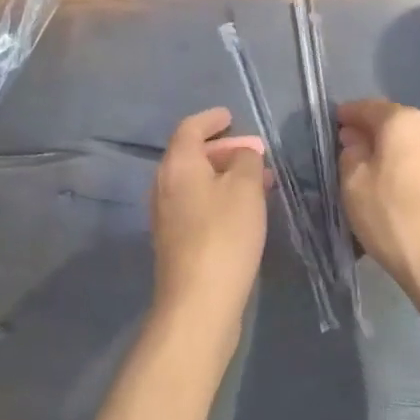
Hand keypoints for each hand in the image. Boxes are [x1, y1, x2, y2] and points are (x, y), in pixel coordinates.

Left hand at [151, 107, 268, 338]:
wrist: (198, 303)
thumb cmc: (224, 235)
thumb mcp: (245, 188)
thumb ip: (246, 160)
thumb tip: (241, 153)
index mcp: (177, 165)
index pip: (190, 128)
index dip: (211, 119)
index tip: (230, 117)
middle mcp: (164, 185)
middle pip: (190, 155)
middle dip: (221, 149)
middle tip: (250, 151)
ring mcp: (166, 215)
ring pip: (194, 182)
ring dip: (222, 175)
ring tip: (255, 179)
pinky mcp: (174, 241)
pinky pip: (196, 203)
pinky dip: (217, 196)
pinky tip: (241, 210)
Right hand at [337, 99, 419, 310]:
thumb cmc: (392, 216)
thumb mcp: (353, 182)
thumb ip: (350, 152)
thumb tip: (356, 140)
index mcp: (404, 120)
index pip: (367, 107)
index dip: (346, 115)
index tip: (330, 127)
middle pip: (391, 122)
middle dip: (368, 132)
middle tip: (345, 149)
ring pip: (408, 143)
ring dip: (388, 150)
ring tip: (367, 171)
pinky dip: (403, 166)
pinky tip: (391, 187)